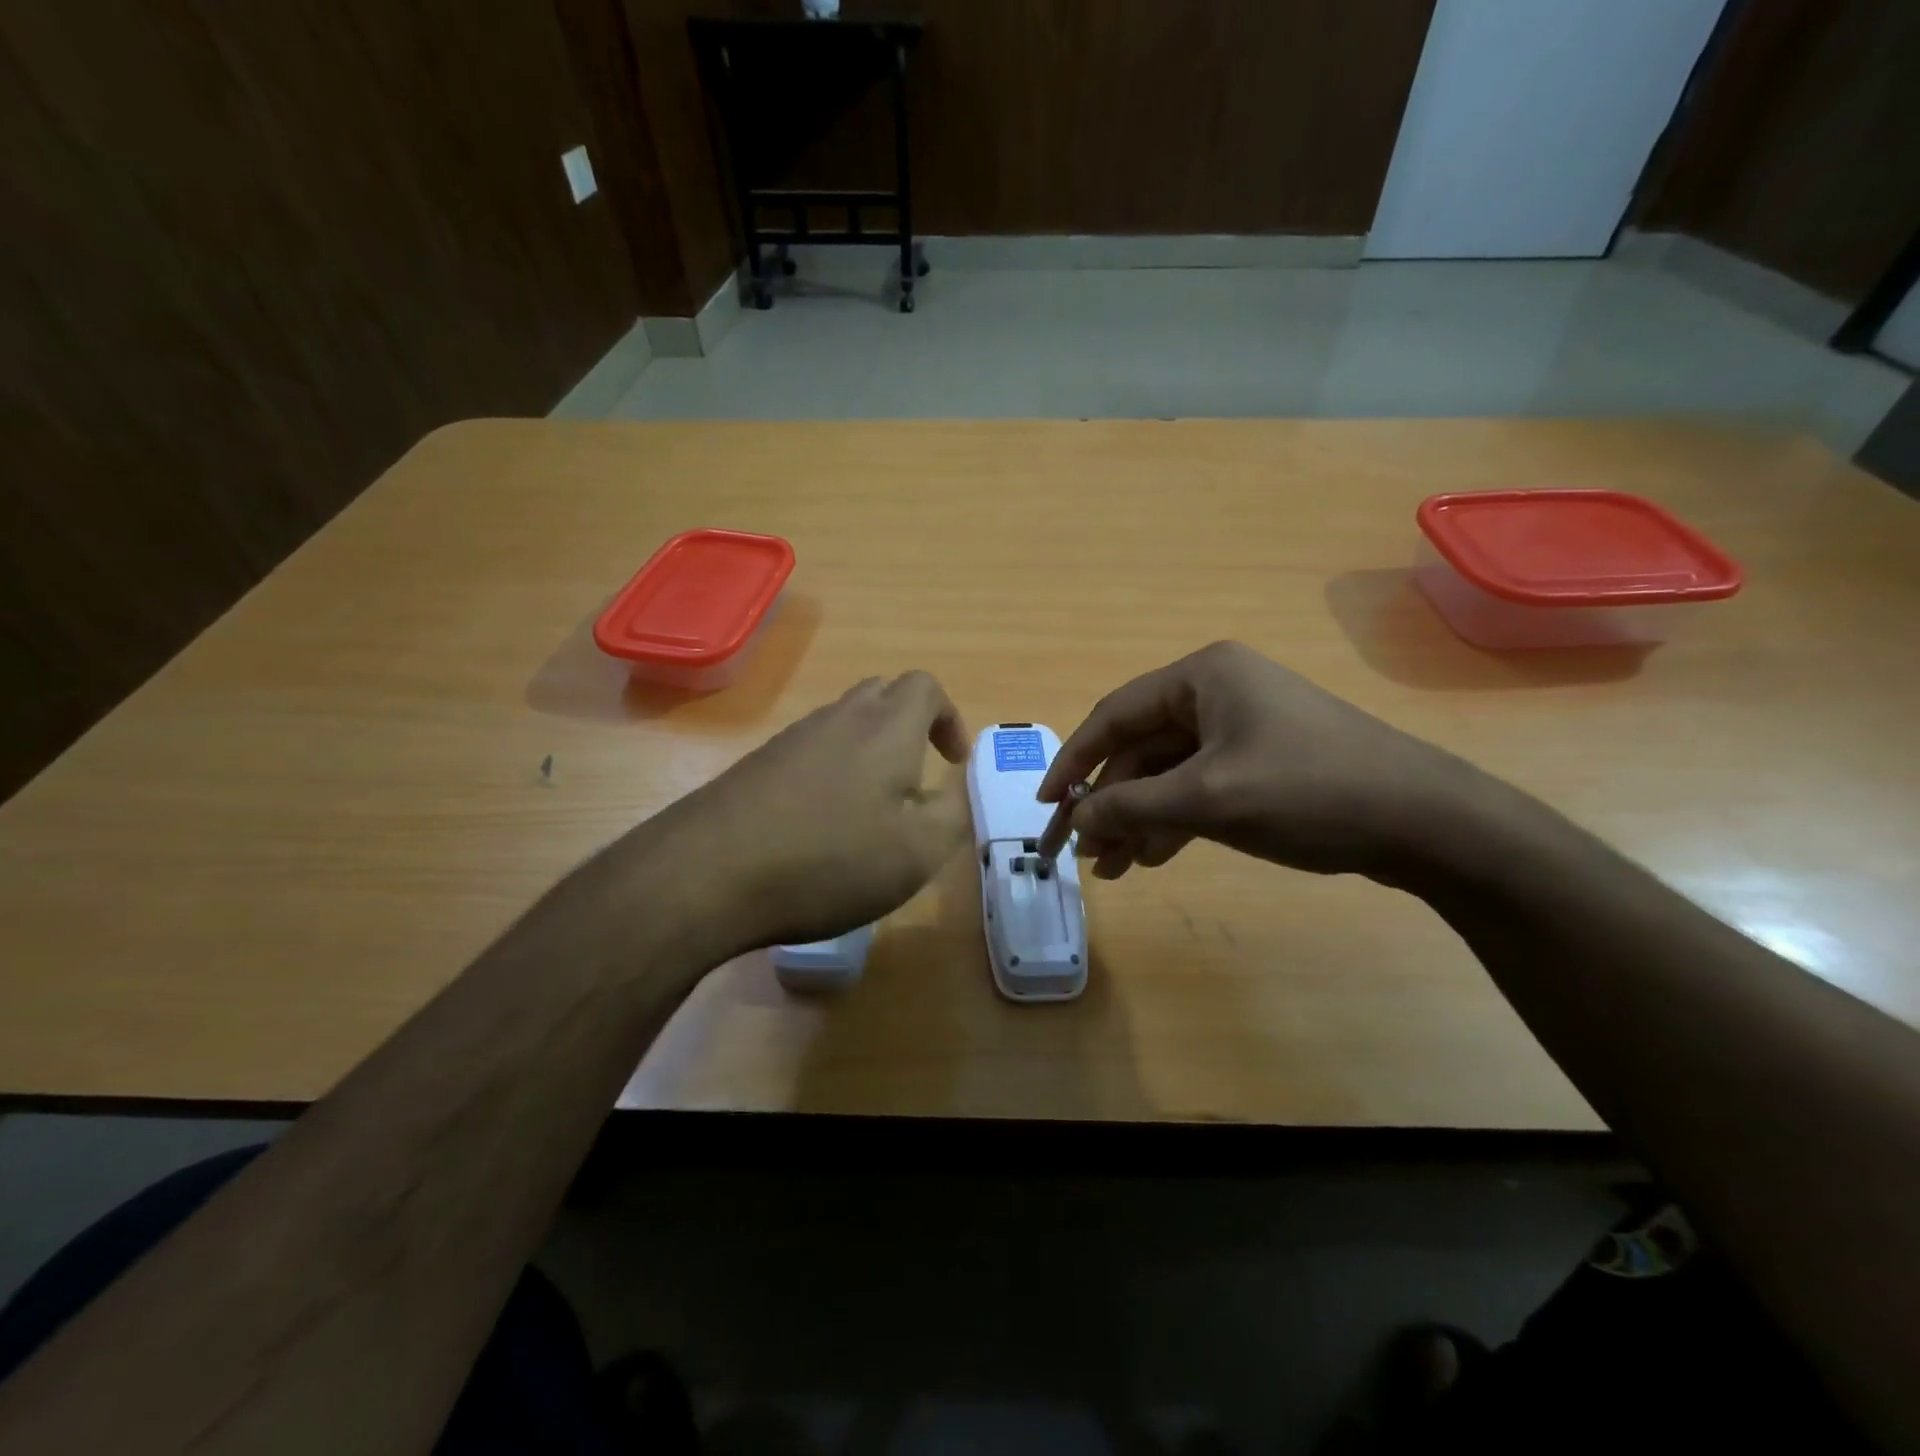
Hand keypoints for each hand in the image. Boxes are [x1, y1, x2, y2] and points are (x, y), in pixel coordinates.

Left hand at [659, 671, 971, 953]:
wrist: (709, 873)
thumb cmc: (830, 859)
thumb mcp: (917, 852)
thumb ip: (951, 813)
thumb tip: (953, 788)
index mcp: (886, 728)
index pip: (925, 686)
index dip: (948, 717)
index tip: (951, 762)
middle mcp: (838, 719)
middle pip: (882, 694)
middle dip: (909, 726)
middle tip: (916, 778)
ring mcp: (791, 739)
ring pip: (842, 722)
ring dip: (868, 750)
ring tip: (871, 808)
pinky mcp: (757, 765)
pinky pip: (808, 750)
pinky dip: (831, 771)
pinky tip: (821, 823)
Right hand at [1038, 641, 1473, 882]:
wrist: (1427, 823)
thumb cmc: (1308, 792)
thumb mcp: (1207, 799)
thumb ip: (1130, 807)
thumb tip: (1073, 822)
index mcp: (1202, 676)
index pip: (1114, 715)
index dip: (1074, 761)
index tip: (1047, 806)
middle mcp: (1218, 692)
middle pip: (1140, 748)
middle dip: (1110, 803)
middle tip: (1082, 854)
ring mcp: (1243, 728)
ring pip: (1168, 773)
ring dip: (1138, 818)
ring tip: (1114, 869)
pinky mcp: (1262, 762)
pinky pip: (1199, 786)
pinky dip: (1174, 820)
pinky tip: (1154, 857)